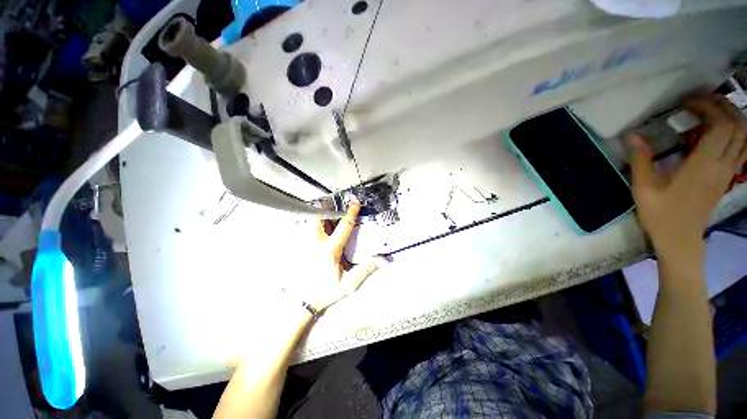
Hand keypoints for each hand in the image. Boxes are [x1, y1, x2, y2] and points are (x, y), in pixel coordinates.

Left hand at [290, 201, 385, 311]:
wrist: (305, 300)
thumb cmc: (327, 291)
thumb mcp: (349, 283)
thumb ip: (366, 269)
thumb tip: (383, 260)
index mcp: (329, 250)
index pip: (343, 227)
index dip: (351, 213)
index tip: (355, 204)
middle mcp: (316, 243)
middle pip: (319, 217)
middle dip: (327, 207)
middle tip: (335, 201)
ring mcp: (306, 244)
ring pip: (311, 221)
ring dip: (320, 213)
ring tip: (327, 208)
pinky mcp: (302, 247)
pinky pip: (307, 229)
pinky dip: (314, 222)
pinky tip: (320, 224)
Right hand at [629, 95, 746, 260]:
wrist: (680, 240)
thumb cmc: (660, 215)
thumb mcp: (643, 188)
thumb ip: (640, 160)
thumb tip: (633, 135)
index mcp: (704, 165)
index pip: (720, 124)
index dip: (707, 106)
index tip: (686, 102)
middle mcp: (722, 164)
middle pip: (737, 125)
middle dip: (721, 106)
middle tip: (700, 101)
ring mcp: (728, 172)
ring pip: (744, 136)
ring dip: (733, 117)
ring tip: (713, 110)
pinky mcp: (727, 177)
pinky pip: (742, 149)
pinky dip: (737, 133)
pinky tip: (723, 131)